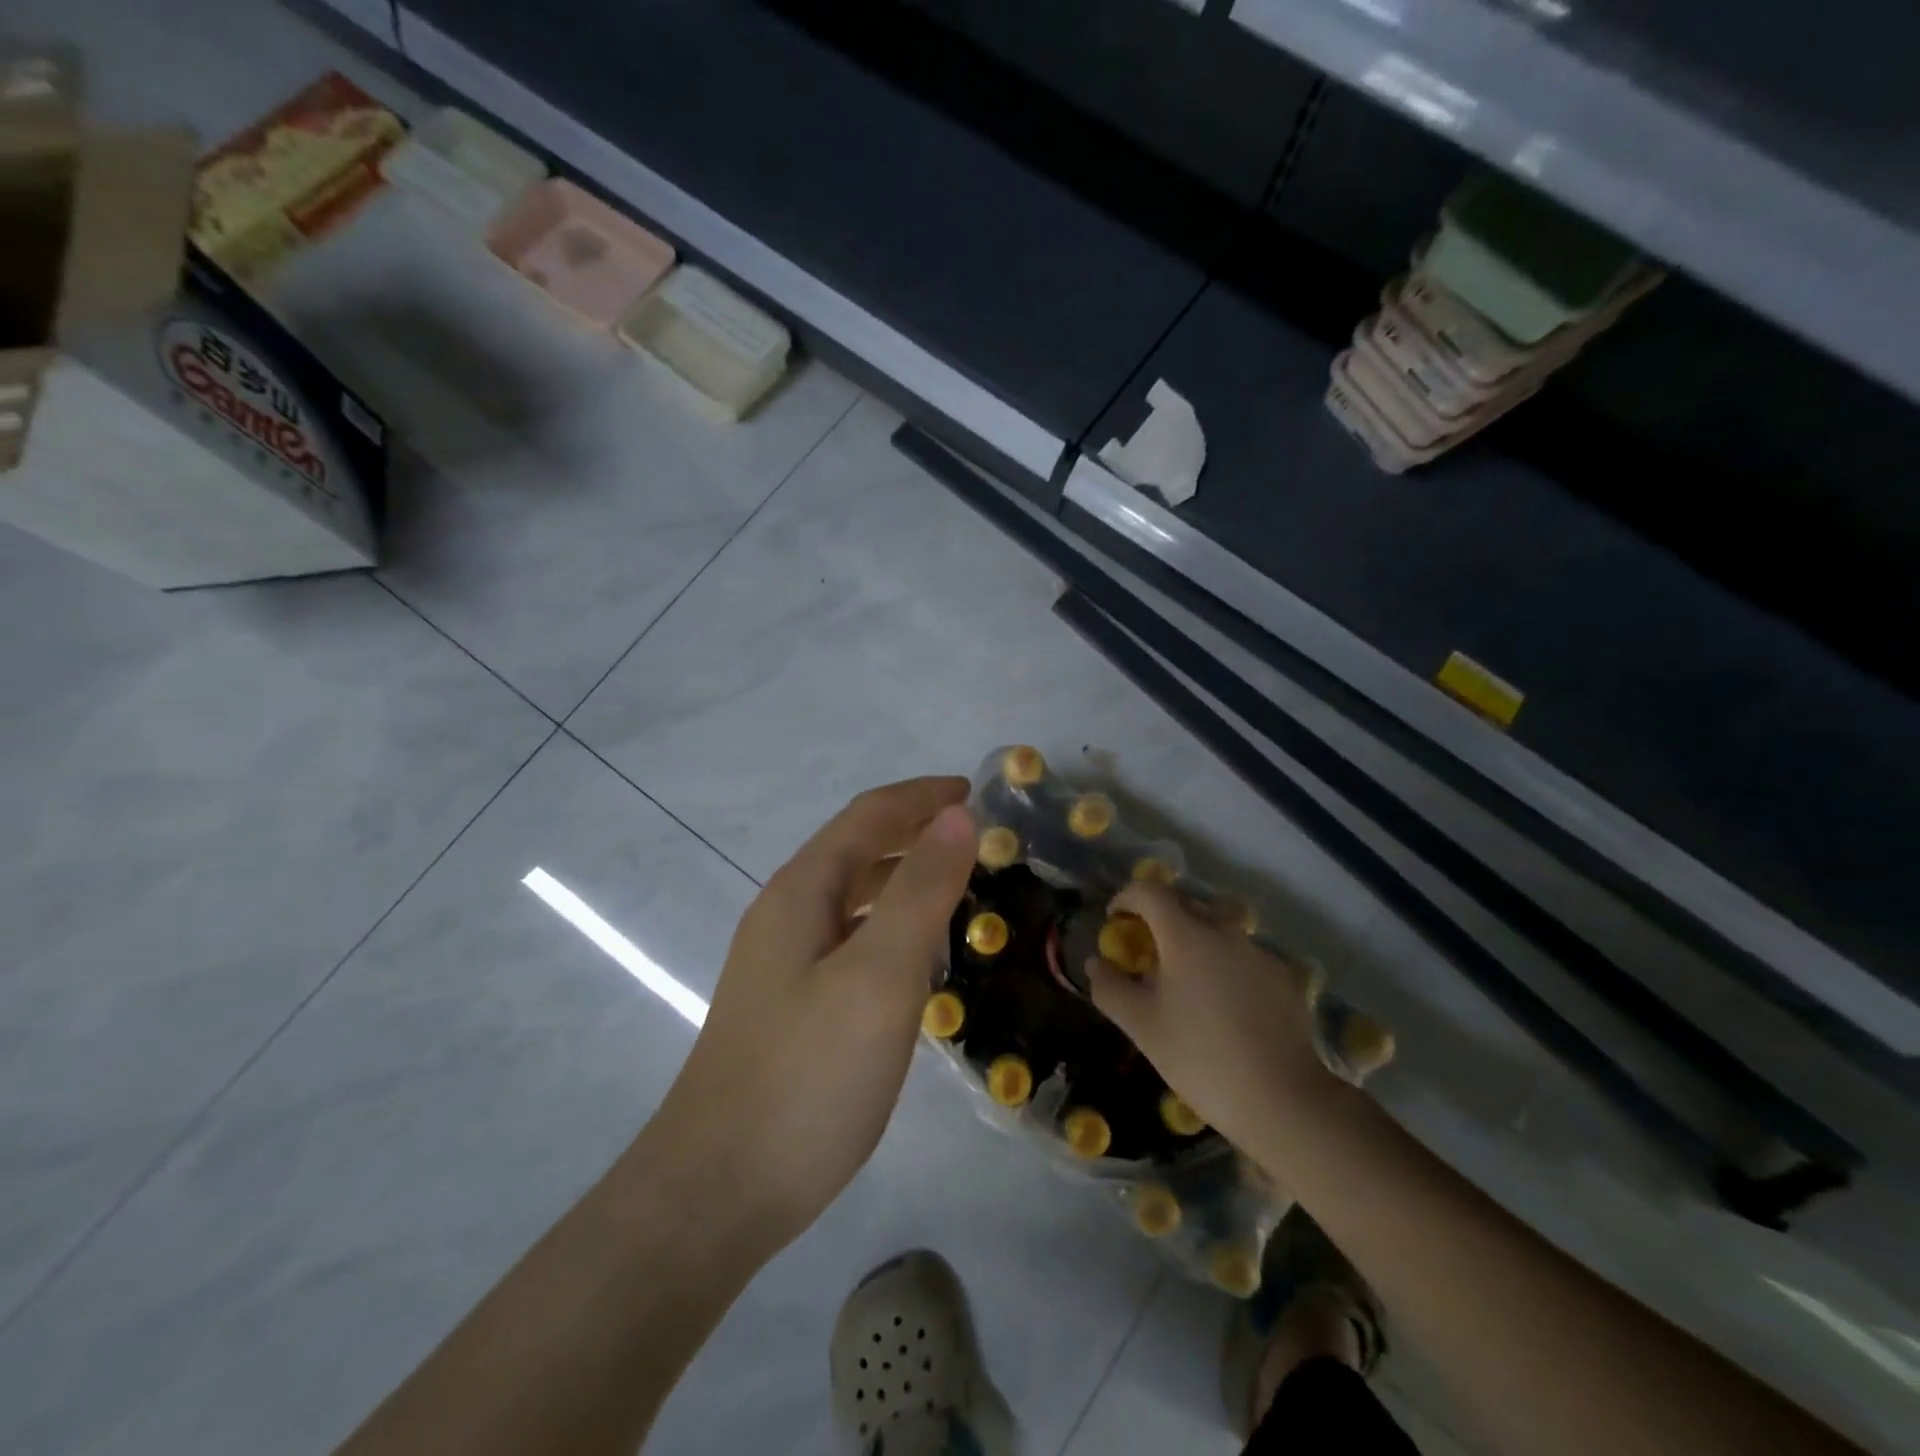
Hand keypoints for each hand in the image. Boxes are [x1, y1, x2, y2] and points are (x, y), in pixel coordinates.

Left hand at [653, 778, 975, 1255]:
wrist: (717, 1192)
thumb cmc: (807, 1075)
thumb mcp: (879, 975)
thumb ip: (921, 890)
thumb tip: (957, 816)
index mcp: (802, 891)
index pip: (869, 816)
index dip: (923, 797)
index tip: (979, 794)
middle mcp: (787, 914)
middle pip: (858, 849)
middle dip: (917, 833)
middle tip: (981, 841)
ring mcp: (783, 963)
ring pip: (854, 898)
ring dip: (904, 879)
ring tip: (961, 889)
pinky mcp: (791, 1006)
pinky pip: (851, 940)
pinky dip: (891, 926)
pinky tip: (919, 958)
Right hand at [1086, 881, 1336, 1153]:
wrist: (1284, 1101)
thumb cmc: (1201, 1058)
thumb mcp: (1141, 1026)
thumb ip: (1110, 988)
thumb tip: (1097, 963)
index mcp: (1187, 935)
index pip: (1149, 891)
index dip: (1126, 898)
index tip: (1115, 923)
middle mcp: (1225, 931)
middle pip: (1185, 904)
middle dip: (1159, 919)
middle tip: (1146, 954)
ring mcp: (1259, 953)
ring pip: (1217, 929)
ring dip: (1194, 941)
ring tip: (1186, 982)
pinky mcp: (1282, 978)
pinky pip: (1242, 955)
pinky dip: (1223, 964)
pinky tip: (1223, 1006)